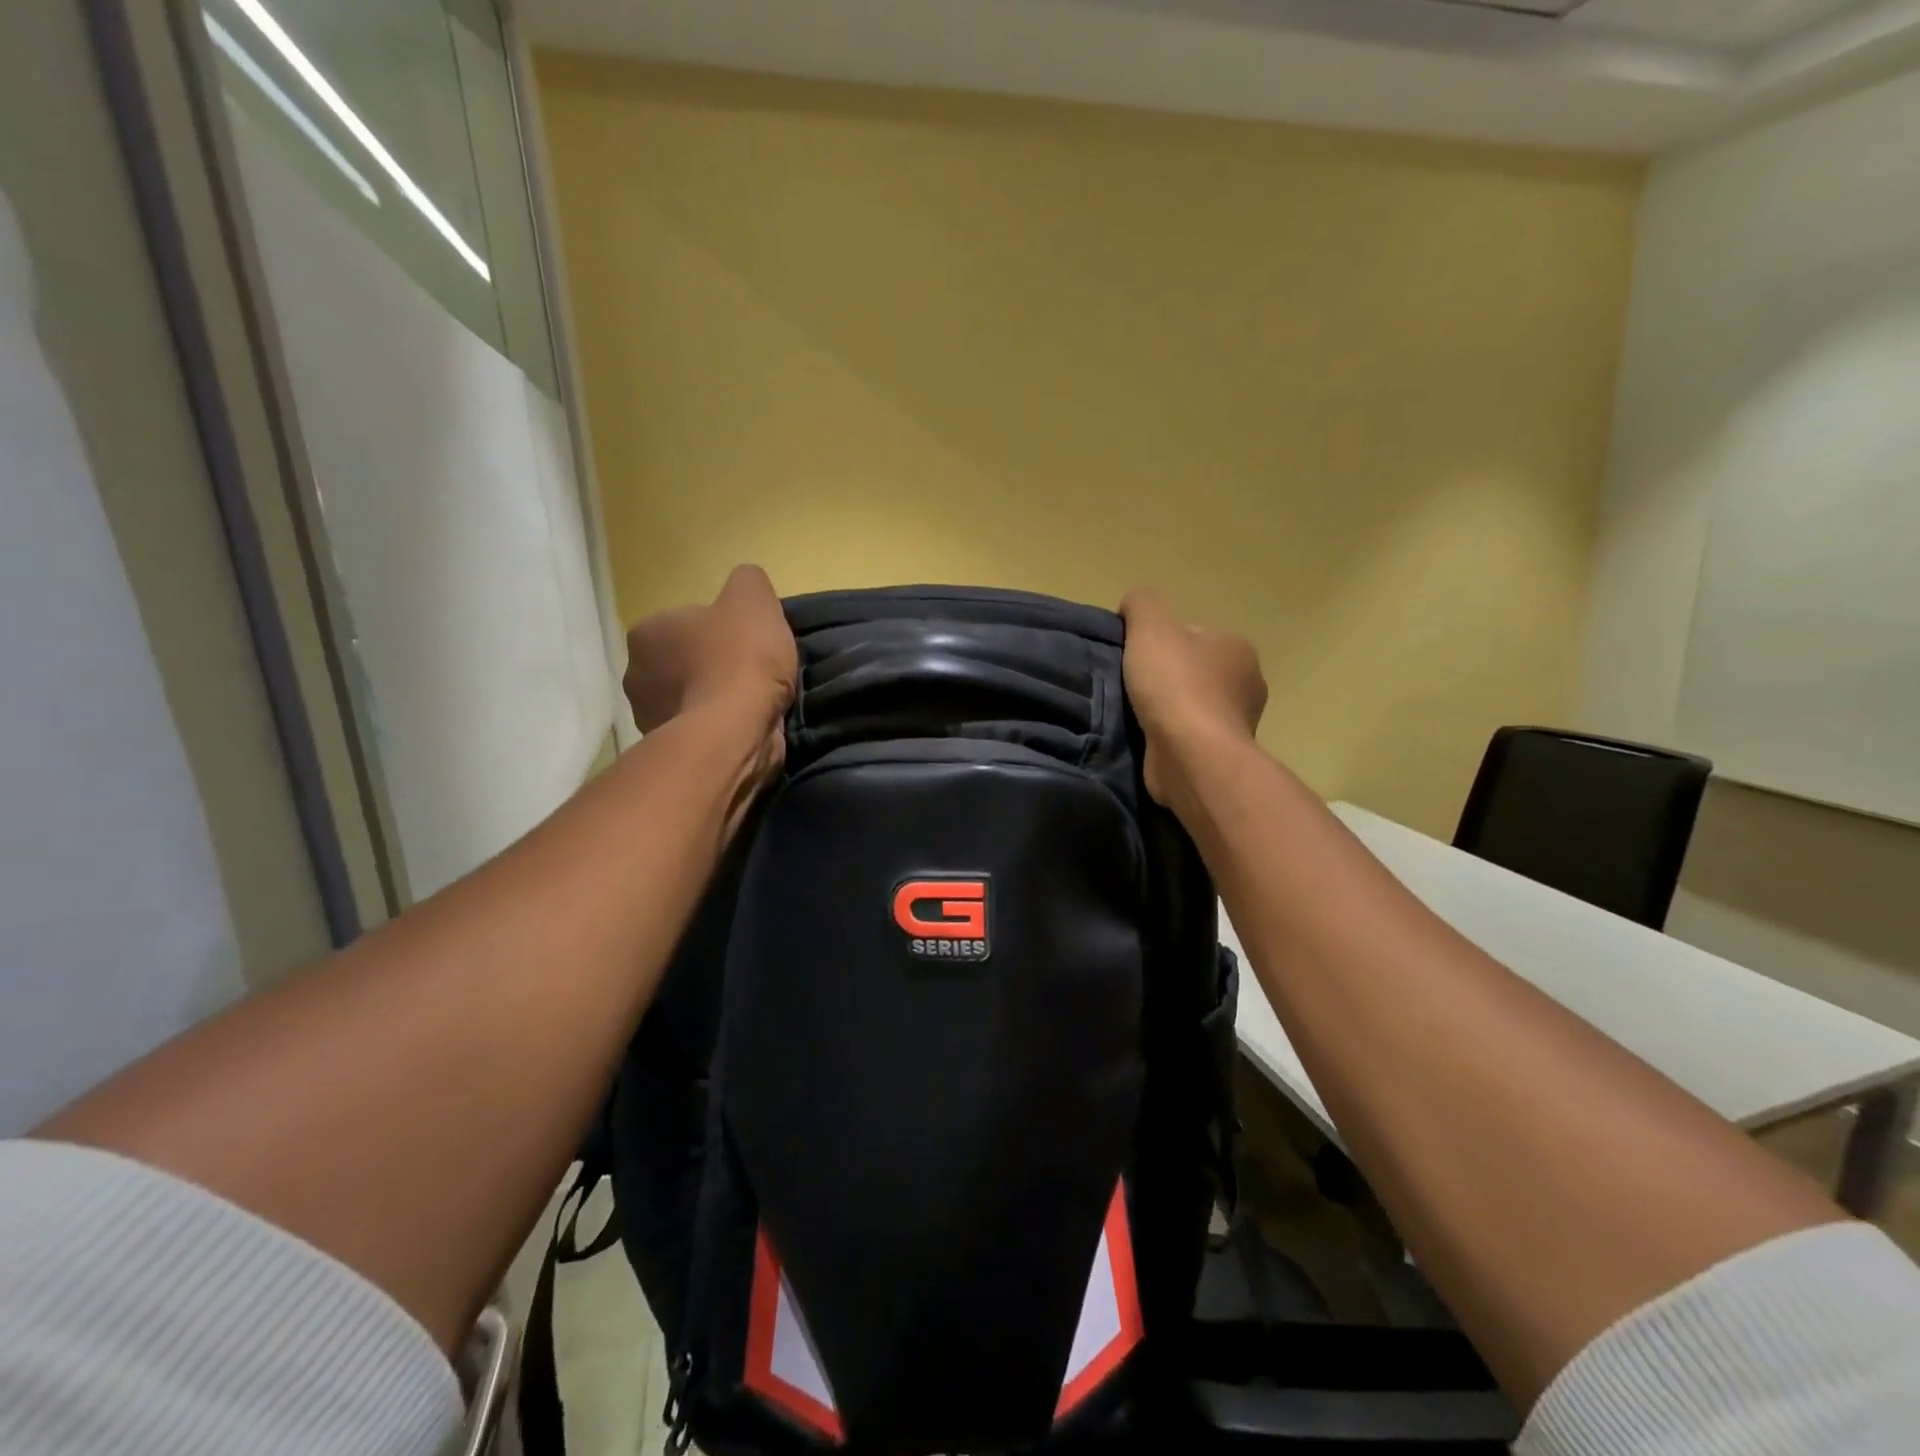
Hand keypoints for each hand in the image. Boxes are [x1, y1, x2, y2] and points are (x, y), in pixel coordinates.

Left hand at [623, 566, 798, 738]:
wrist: (735, 732)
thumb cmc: (740, 659)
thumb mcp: (753, 598)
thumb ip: (747, 582)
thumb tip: (745, 585)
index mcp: (645, 633)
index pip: (685, 623)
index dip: (721, 630)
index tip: (748, 643)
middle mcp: (636, 676)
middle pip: (685, 662)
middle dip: (714, 667)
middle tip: (754, 673)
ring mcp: (650, 719)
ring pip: (692, 698)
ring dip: (718, 700)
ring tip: (754, 703)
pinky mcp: (673, 752)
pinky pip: (702, 730)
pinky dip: (721, 728)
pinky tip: (746, 726)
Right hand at [1118, 588, 1266, 804]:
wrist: (1191, 757)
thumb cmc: (1176, 686)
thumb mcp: (1151, 627)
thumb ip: (1142, 605)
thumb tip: (1133, 603)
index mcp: (1237, 648)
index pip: (1194, 635)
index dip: (1160, 641)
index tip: (1134, 656)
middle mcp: (1245, 685)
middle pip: (1193, 672)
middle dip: (1164, 678)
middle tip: (1129, 686)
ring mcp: (1235, 724)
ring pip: (1190, 707)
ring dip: (1165, 711)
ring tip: (1133, 715)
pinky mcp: (1219, 757)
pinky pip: (1187, 738)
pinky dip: (1168, 738)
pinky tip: (1146, 739)